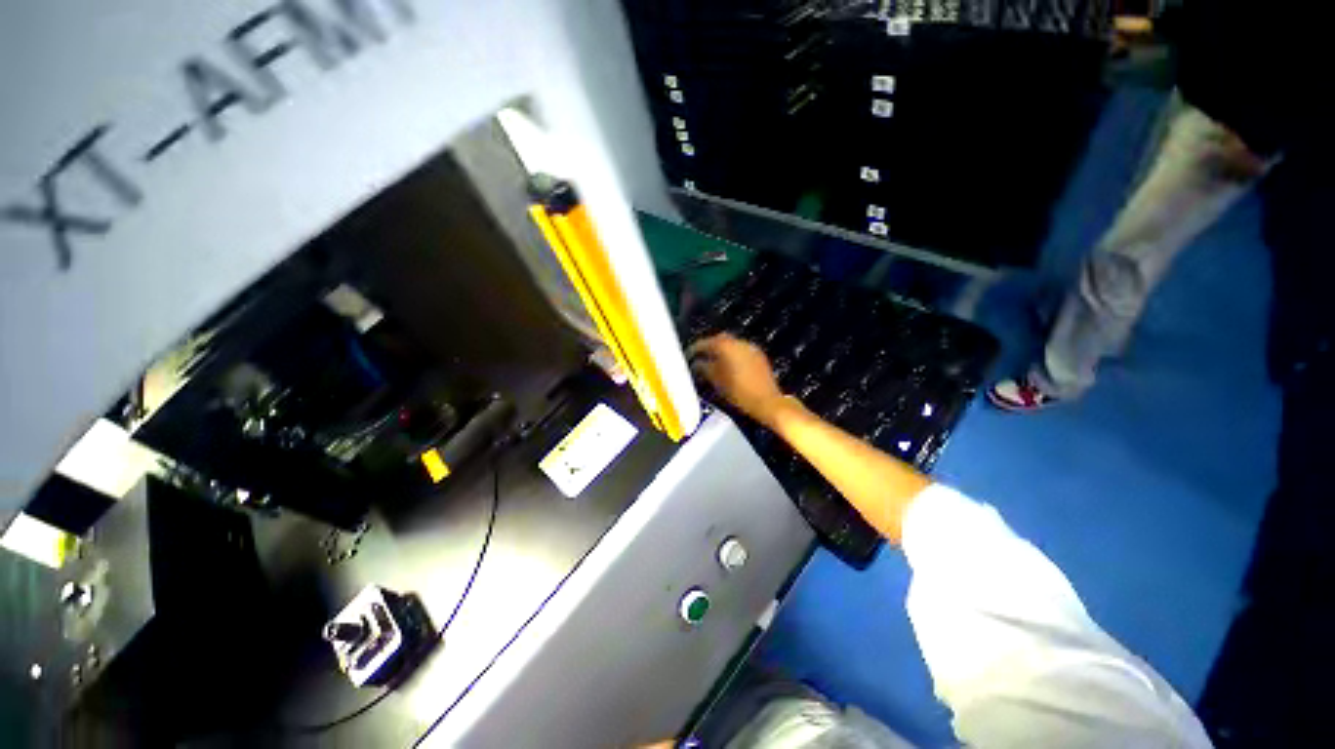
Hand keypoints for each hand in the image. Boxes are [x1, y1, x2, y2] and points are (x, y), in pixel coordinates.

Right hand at [688, 333, 787, 425]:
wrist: (767, 401)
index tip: (687, 356)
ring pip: (731, 344)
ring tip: (713, 363)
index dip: (694, 349)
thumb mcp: (716, 381)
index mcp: (726, 346)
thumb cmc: (738, 391)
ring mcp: (751, 348)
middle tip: (700, 357)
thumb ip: (703, 368)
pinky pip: (741, 350)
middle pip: (719, 339)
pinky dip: (732, 355)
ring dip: (721, 351)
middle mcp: (739, 342)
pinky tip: (729, 367)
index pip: (705, 343)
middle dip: (709, 347)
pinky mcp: (759, 356)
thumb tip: (696, 363)